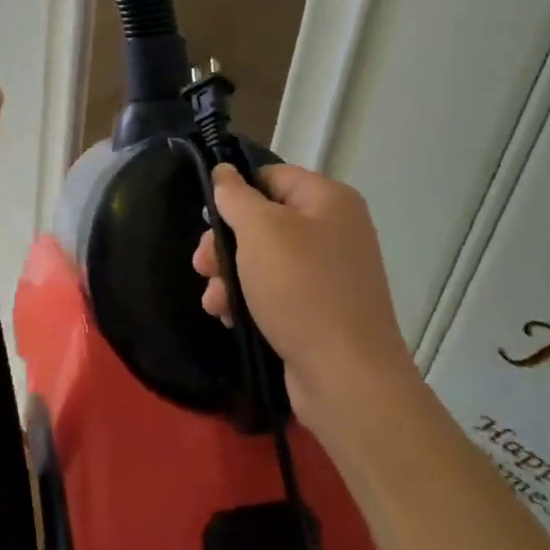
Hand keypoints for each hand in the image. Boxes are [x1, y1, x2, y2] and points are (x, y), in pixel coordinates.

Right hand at [193, 163, 414, 430]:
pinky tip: (229, 316)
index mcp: (329, 199)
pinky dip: (249, 299)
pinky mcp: (321, 309)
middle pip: (264, 220)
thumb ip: (236, 196)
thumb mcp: (260, 231)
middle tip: (202, 265)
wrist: (347, 377)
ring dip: (230, 275)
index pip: (271, 176)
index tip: (209, 218)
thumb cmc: (301, 289)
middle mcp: (334, 229)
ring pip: (264, 258)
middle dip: (226, 243)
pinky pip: (276, 290)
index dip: (236, 193)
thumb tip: (225, 172)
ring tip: (213, 300)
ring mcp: (330, 272)